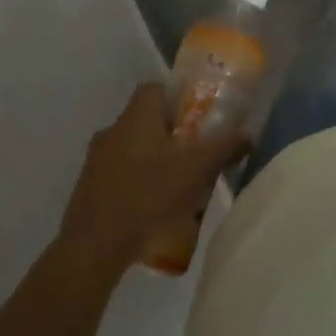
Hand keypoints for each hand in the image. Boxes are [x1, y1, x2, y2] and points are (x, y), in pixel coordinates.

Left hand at [60, 83, 250, 269]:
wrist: (94, 247)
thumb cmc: (149, 194)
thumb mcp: (198, 168)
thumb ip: (225, 147)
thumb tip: (248, 135)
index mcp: (136, 117)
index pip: (154, 88)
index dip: (177, 96)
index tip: (196, 115)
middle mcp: (112, 131)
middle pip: (145, 120)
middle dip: (169, 133)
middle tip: (194, 151)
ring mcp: (95, 161)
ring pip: (131, 149)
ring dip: (152, 160)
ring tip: (176, 184)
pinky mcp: (87, 190)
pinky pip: (118, 175)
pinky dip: (136, 184)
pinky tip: (153, 208)